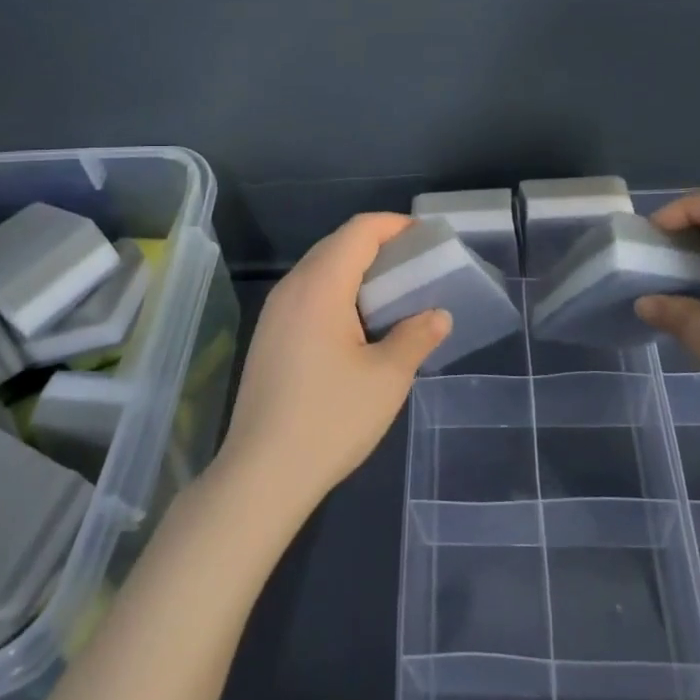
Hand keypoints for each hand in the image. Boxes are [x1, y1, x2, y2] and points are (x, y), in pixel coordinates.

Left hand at [215, 214, 451, 518]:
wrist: (261, 474)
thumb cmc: (329, 420)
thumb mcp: (387, 379)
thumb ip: (416, 337)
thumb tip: (438, 315)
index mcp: (320, 286)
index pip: (358, 231)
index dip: (394, 225)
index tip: (426, 238)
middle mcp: (292, 287)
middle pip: (337, 244)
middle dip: (378, 245)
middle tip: (415, 266)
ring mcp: (275, 311)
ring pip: (320, 268)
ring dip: (357, 269)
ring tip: (392, 294)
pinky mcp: (268, 335)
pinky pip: (307, 293)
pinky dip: (338, 291)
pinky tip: (357, 324)